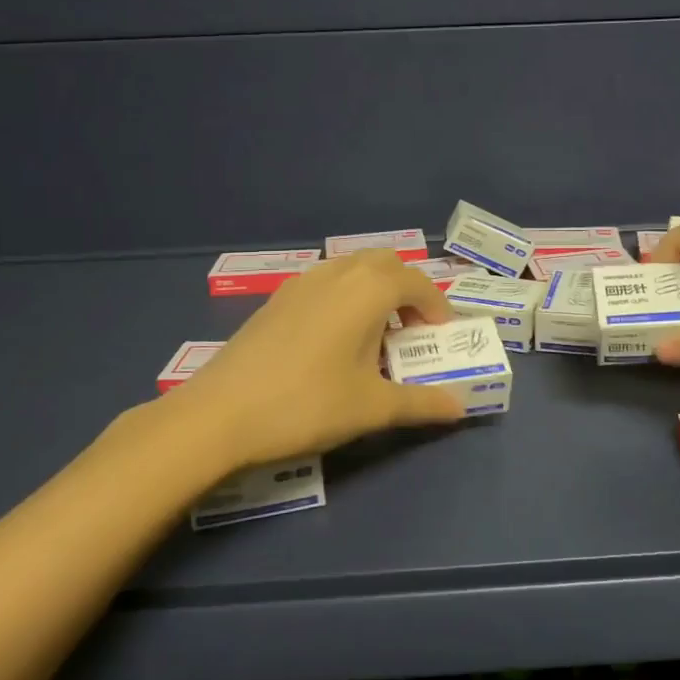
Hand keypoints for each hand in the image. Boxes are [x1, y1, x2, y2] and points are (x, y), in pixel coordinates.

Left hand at [152, 249, 465, 470]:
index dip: (438, 307)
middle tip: (412, 331)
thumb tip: (461, 408)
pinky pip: (325, 283)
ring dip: (375, 291)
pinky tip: (334, 341)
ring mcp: (301, 283)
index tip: (442, 337)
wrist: (219, 415)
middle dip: (408, 290)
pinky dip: (345, 297)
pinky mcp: (276, 300)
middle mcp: (337, 274)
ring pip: (352, 268)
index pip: (417, 282)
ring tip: (376, 336)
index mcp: (368, 290)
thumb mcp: (372, 408)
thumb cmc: (307, 405)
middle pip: (386, 263)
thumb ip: (422, 403)